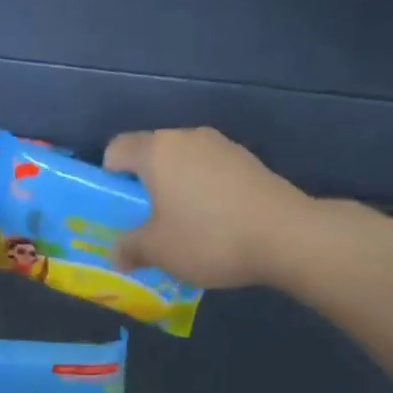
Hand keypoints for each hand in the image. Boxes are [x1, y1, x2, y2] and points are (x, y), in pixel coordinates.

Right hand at [103, 128, 306, 288]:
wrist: (285, 236)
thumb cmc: (207, 237)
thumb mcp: (157, 251)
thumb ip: (129, 248)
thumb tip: (116, 254)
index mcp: (157, 151)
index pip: (116, 149)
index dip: (107, 178)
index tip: (116, 210)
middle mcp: (188, 138)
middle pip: (151, 156)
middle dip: (142, 188)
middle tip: (144, 224)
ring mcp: (223, 147)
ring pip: (183, 165)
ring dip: (174, 191)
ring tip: (181, 228)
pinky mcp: (249, 162)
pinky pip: (210, 174)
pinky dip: (202, 194)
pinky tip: (213, 225)